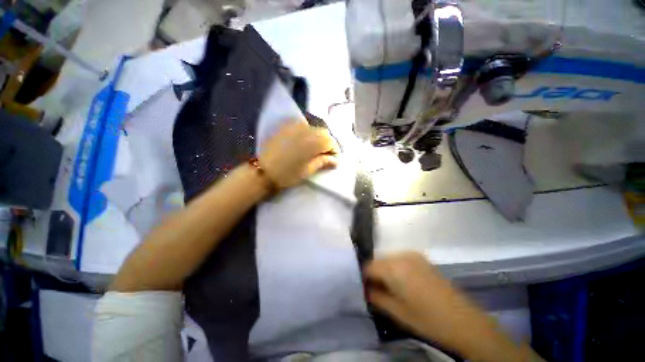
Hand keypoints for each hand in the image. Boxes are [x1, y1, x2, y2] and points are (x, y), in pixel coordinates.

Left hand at [259, 120, 338, 188]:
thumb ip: (323, 162)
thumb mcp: (308, 170)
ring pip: (314, 129)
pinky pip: (303, 127)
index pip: (331, 142)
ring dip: (319, 138)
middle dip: (328, 143)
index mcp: (313, 142)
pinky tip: (306, 143)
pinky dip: (308, 134)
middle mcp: (306, 130)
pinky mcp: (286, 127)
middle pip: (324, 133)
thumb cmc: (288, 174)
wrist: (263, 171)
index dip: (335, 151)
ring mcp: (295, 127)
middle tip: (327, 155)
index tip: (334, 160)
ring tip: (317, 150)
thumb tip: (336, 161)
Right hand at [364, 252, 476, 346]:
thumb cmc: (428, 319)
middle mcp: (402, 255)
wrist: (464, 321)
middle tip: (376, 291)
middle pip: (378, 261)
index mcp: (394, 267)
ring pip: (388, 259)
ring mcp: (413, 255)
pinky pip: (400, 260)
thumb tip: (365, 289)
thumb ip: (376, 297)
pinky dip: (395, 269)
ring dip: (385, 271)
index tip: (363, 289)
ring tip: (389, 288)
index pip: (368, 266)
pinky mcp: (421, 259)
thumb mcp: (397, 312)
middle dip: (374, 274)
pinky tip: (402, 283)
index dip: (363, 278)